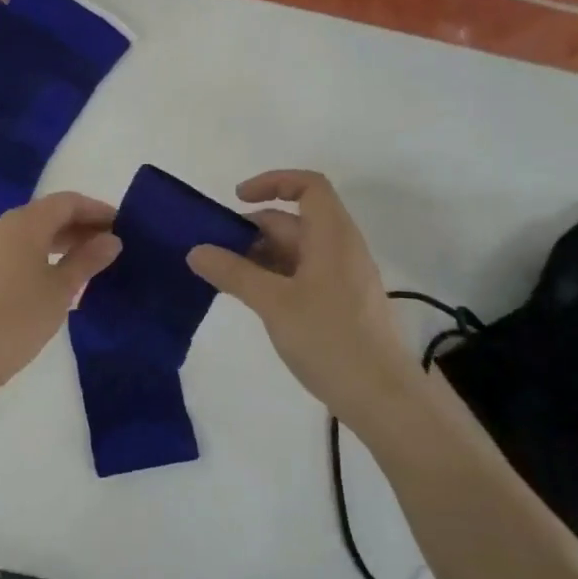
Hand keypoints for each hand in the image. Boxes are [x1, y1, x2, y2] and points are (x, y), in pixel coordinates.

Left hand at [0, 191, 121, 391]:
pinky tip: (57, 278)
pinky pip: (17, 250)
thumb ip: (87, 260)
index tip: (122, 226)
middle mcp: (2, 226)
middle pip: (48, 214)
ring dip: (61, 242)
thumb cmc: (17, 317)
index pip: (66, 202)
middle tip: (110, 246)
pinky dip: (42, 255)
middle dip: (80, 226)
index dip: (96, 210)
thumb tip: (111, 240)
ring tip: (89, 263)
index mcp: (25, 223)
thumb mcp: (61, 289)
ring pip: (31, 233)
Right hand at [187, 170, 417, 411]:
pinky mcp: (339, 304)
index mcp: (332, 236)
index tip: (237, 199)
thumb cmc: (329, 339)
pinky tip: (251, 299)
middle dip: (253, 229)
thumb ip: (233, 273)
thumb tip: (195, 251)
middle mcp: (340, 248)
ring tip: (224, 277)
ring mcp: (342, 277)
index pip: (308, 186)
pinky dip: (273, 277)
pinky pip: (302, 275)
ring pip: (296, 250)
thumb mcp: (274, 303)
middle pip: (294, 220)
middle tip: (214, 252)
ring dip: (259, 256)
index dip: (272, 182)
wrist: (381, 396)